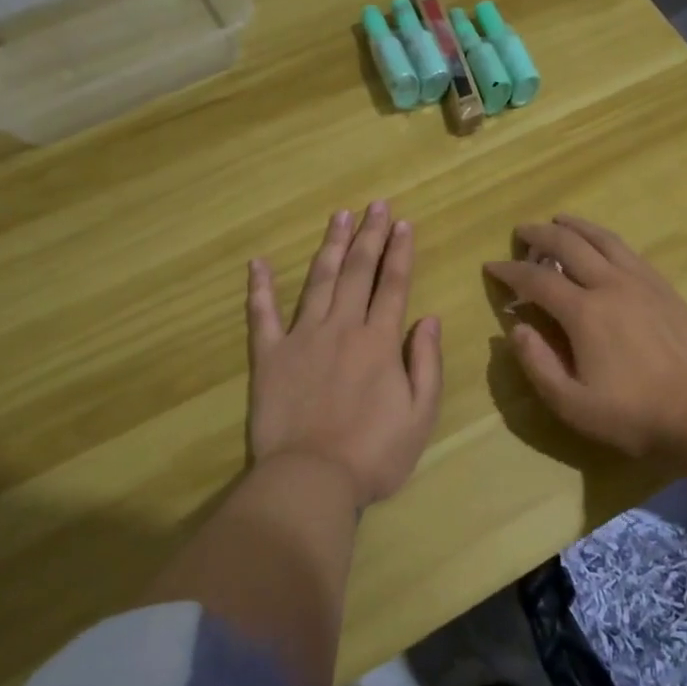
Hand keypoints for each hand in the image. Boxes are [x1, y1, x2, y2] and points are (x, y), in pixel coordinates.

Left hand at [247, 202, 442, 510]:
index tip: (403, 223)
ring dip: (330, 246)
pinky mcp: (269, 356)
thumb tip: (428, 318)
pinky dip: (259, 288)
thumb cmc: (374, 453)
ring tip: (339, 216)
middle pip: (358, 272)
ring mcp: (301, 338)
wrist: (311, 479)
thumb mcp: (421, 414)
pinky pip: (262, 315)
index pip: (393, 285)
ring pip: (319, 281)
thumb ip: (426, 362)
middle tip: (375, 205)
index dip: (400, 252)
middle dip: (369, 236)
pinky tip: (258, 263)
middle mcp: (342, 328)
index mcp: (380, 341)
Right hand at [483, 217, 686, 459]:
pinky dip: (606, 240)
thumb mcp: (573, 404)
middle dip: (539, 235)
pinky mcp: (666, 289)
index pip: (537, 279)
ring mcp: (643, 283)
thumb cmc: (636, 415)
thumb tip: (517, 328)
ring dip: (576, 226)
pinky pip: (629, 251)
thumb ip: (538, 364)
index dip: (510, 271)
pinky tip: (603, 246)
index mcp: (585, 312)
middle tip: (521, 232)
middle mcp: (612, 285)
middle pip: (569, 245)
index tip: (491, 266)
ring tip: (559, 220)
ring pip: (603, 239)